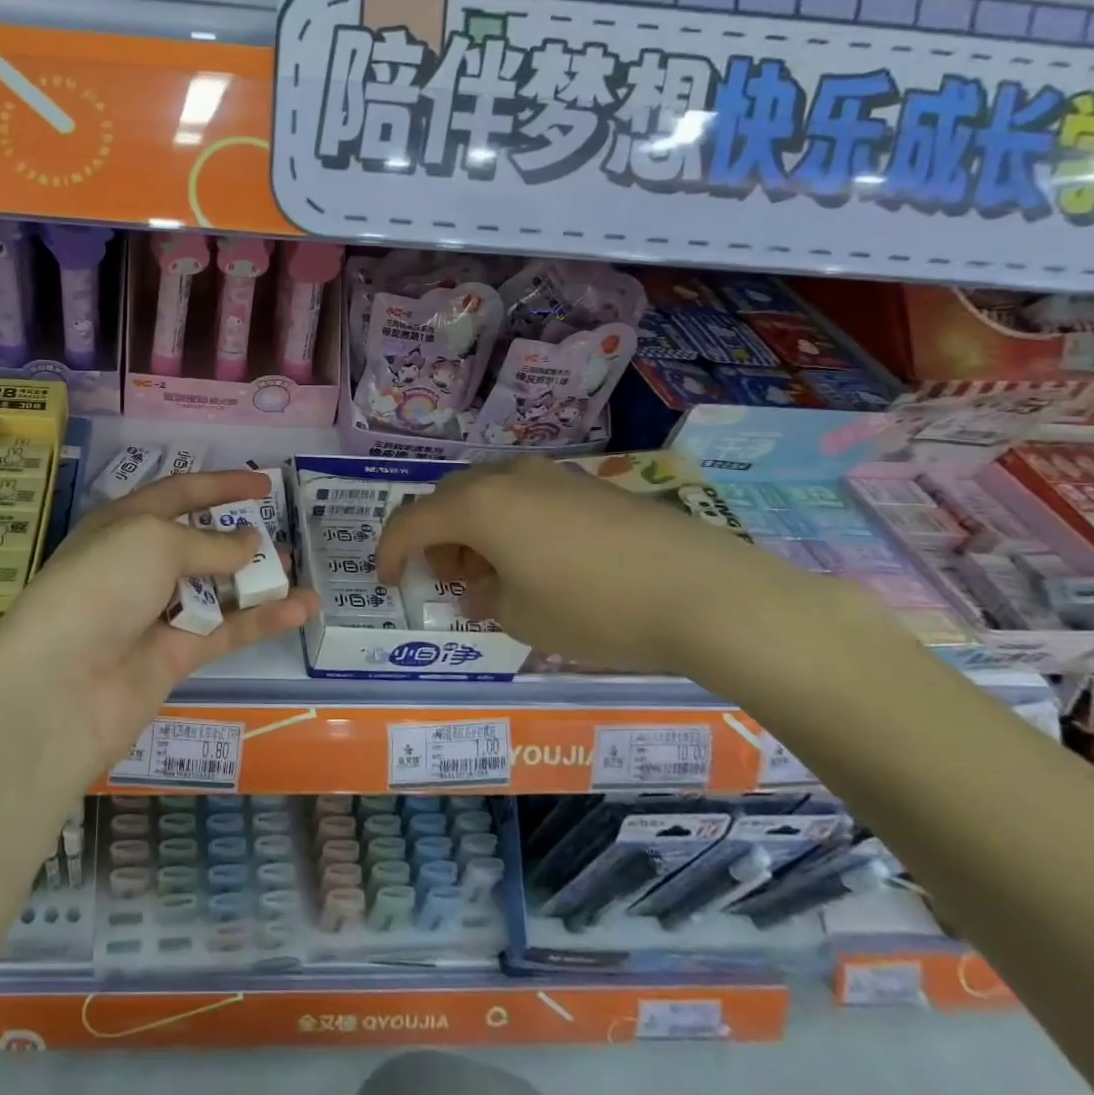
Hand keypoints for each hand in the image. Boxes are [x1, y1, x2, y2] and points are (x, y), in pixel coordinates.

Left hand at [0, 471, 318, 786]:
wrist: (61, 686)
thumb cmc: (101, 586)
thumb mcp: (154, 542)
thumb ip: (209, 543)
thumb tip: (249, 543)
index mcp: (123, 524)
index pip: (178, 493)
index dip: (220, 485)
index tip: (263, 484)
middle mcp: (138, 566)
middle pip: (198, 543)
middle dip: (239, 536)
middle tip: (283, 533)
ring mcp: (156, 614)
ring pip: (216, 589)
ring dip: (257, 579)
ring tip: (299, 570)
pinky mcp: (174, 657)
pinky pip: (226, 631)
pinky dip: (263, 619)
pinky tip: (302, 607)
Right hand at [376, 456, 821, 679]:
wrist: (705, 591)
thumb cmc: (595, 609)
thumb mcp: (523, 618)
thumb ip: (485, 599)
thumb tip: (480, 590)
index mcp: (478, 506)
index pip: (412, 521)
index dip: (390, 551)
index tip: (388, 581)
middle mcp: (507, 478)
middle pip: (448, 498)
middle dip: (435, 537)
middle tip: (445, 579)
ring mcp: (552, 476)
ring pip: (488, 492)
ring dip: (473, 528)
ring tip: (492, 573)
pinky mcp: (588, 485)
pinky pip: (526, 496)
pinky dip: (510, 523)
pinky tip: (536, 560)